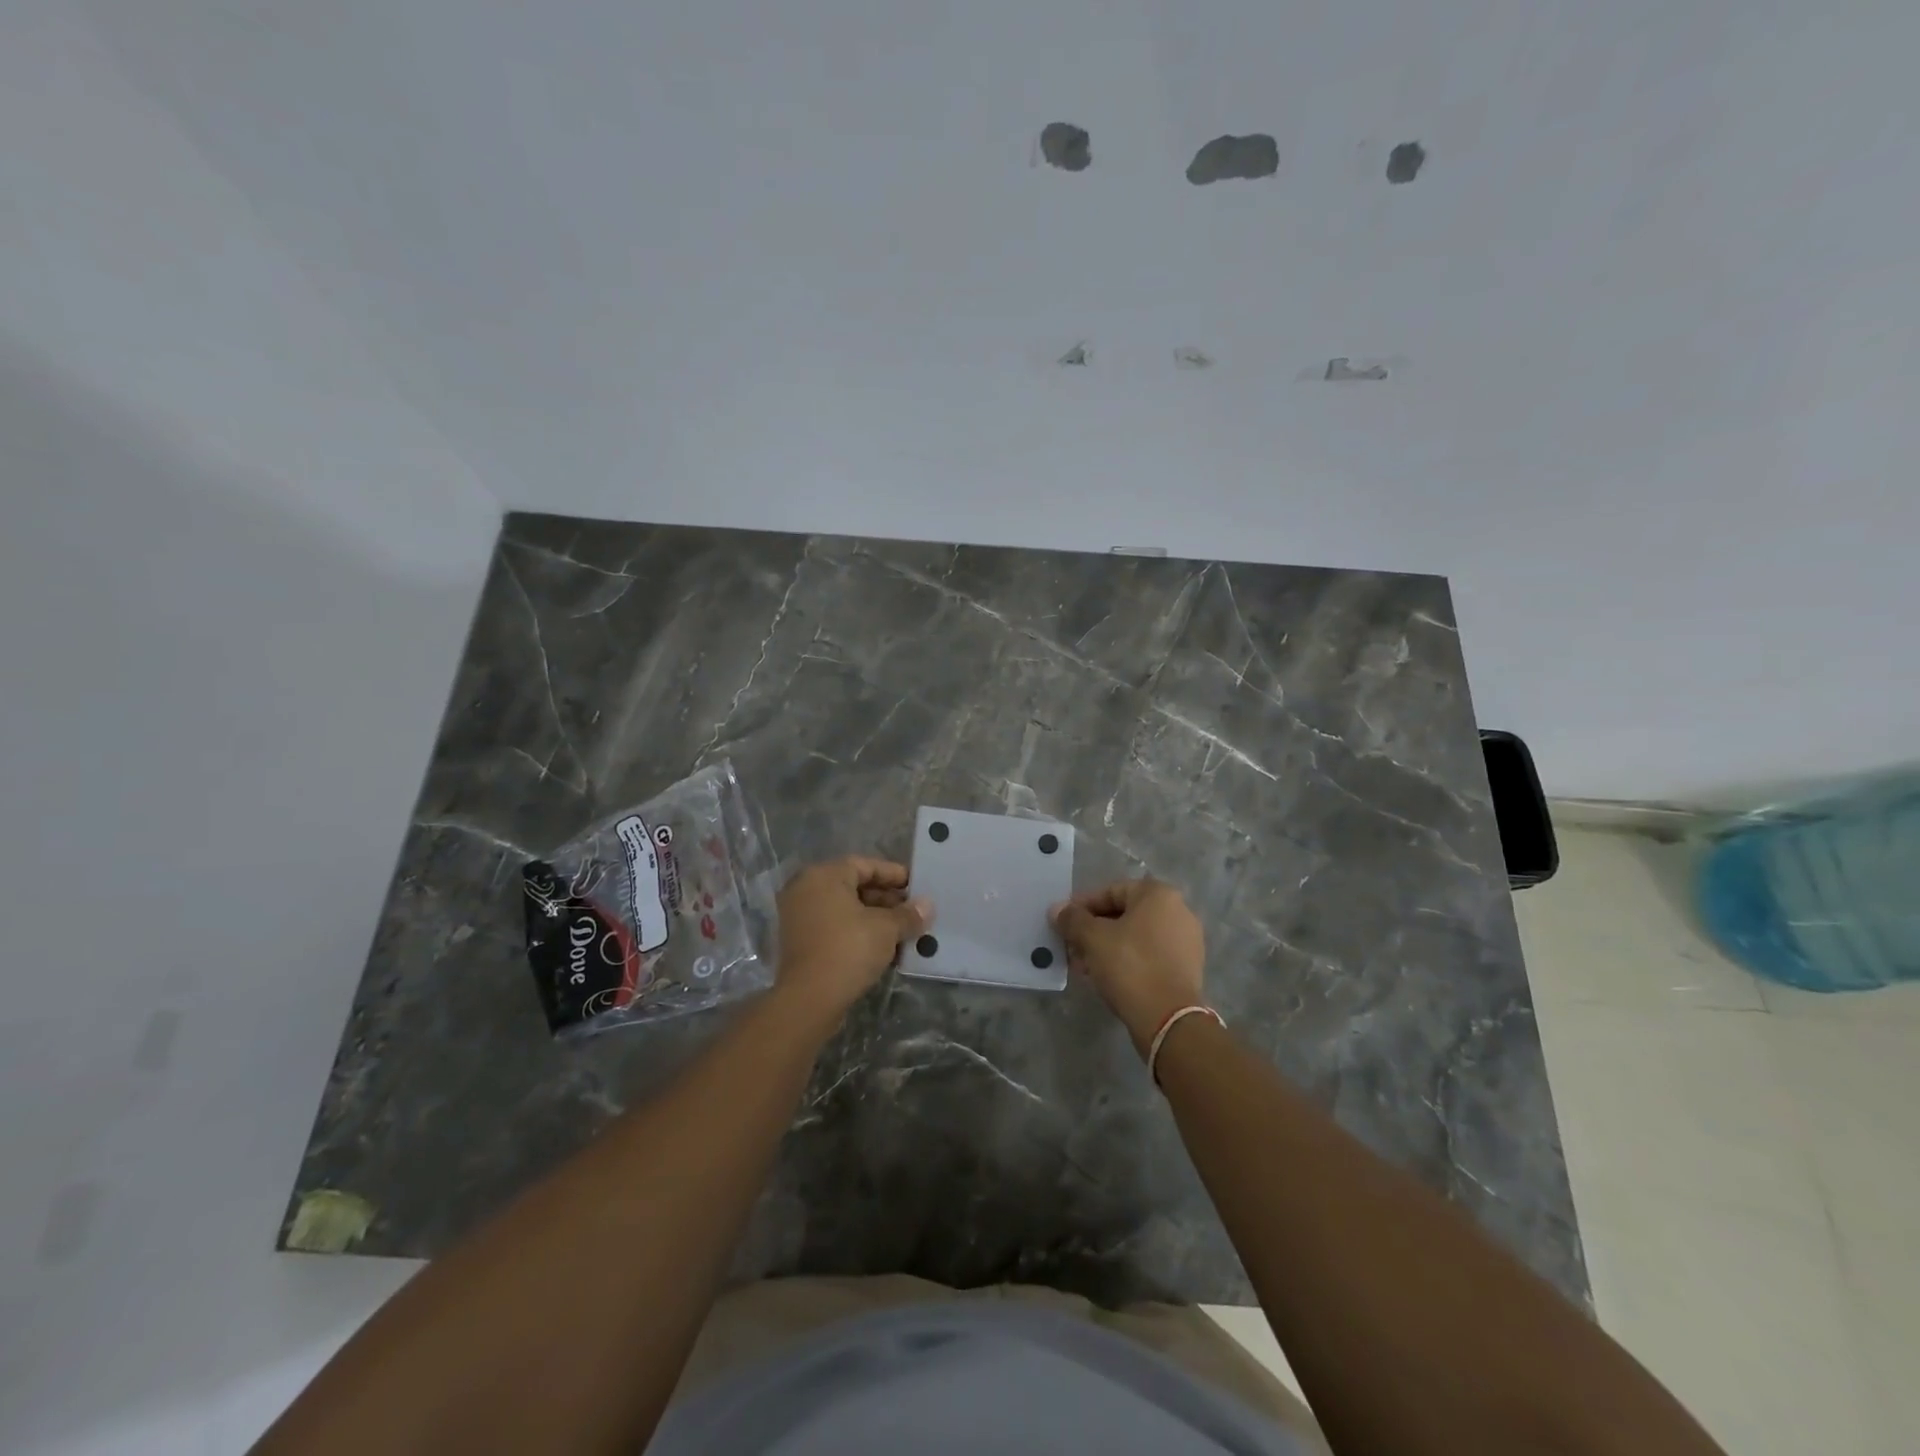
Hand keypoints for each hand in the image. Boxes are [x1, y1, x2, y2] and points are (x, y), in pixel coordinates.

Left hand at [775, 857, 931, 1021]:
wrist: (809, 999)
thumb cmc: (849, 949)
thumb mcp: (886, 929)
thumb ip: (908, 914)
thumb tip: (927, 906)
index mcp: (824, 876)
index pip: (865, 865)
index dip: (893, 874)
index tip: (916, 886)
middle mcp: (807, 889)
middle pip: (854, 886)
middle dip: (886, 899)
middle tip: (913, 911)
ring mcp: (800, 917)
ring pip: (845, 909)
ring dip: (875, 918)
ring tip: (904, 931)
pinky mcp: (801, 942)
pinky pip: (835, 927)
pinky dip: (858, 932)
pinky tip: (884, 948)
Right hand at [1051, 878, 1205, 1055]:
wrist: (1168, 1019)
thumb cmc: (1130, 966)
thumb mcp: (1093, 938)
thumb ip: (1073, 919)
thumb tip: (1057, 909)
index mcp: (1159, 894)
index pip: (1111, 891)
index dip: (1082, 906)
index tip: (1063, 923)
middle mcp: (1178, 911)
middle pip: (1124, 914)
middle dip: (1093, 930)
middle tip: (1071, 947)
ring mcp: (1186, 941)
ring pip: (1135, 937)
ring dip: (1107, 947)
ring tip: (1083, 966)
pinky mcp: (1186, 968)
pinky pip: (1149, 955)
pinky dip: (1126, 960)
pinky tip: (1105, 977)